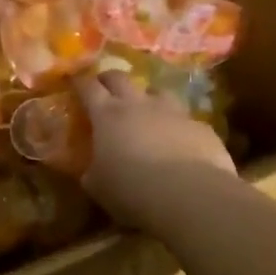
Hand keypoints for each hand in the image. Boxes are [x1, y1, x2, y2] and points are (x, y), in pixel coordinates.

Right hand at [74, 71, 235, 230]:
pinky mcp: (201, 126)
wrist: (190, 196)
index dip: (79, 82)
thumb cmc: (132, 190)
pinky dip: (176, 126)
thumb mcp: (97, 186)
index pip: (88, 87)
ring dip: (147, 97)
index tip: (74, 80)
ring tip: (145, 110)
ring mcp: (174, 112)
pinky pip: (185, 119)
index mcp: (107, 115)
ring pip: (157, 91)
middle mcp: (139, 105)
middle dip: (109, 79)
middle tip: (104, 86)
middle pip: (120, 78)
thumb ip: (91, 171)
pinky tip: (178, 142)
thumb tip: (90, 169)